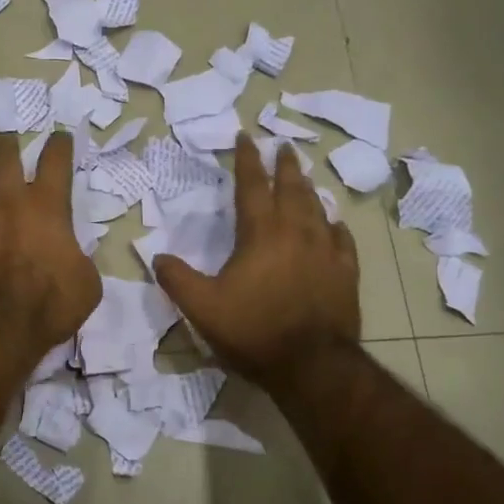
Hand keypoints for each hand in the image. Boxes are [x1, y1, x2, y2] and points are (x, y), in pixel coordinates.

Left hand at [0, 132, 100, 371]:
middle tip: (12, 146)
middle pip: (4, 155)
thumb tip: (69, 254)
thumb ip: (79, 257)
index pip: (55, 160)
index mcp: (46, 205)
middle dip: (9, 146)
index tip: (60, 139)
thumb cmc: (49, 305)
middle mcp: (7, 200)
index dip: (60, 144)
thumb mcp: (87, 283)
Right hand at [154, 135, 359, 392]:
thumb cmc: (254, 330)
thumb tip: (157, 258)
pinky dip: (334, 226)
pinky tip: (334, 223)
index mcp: (261, 234)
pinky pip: (342, 239)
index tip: (246, 137)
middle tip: (282, 147)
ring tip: (304, 177)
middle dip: (284, 166)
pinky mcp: (345, 273)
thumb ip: (177, 279)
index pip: (252, 186)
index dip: (247, 160)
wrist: (312, 366)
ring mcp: (326, 252)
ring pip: (317, 209)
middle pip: (291, 188)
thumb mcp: (202, 308)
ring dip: (308, 189)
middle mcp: (296, 233)